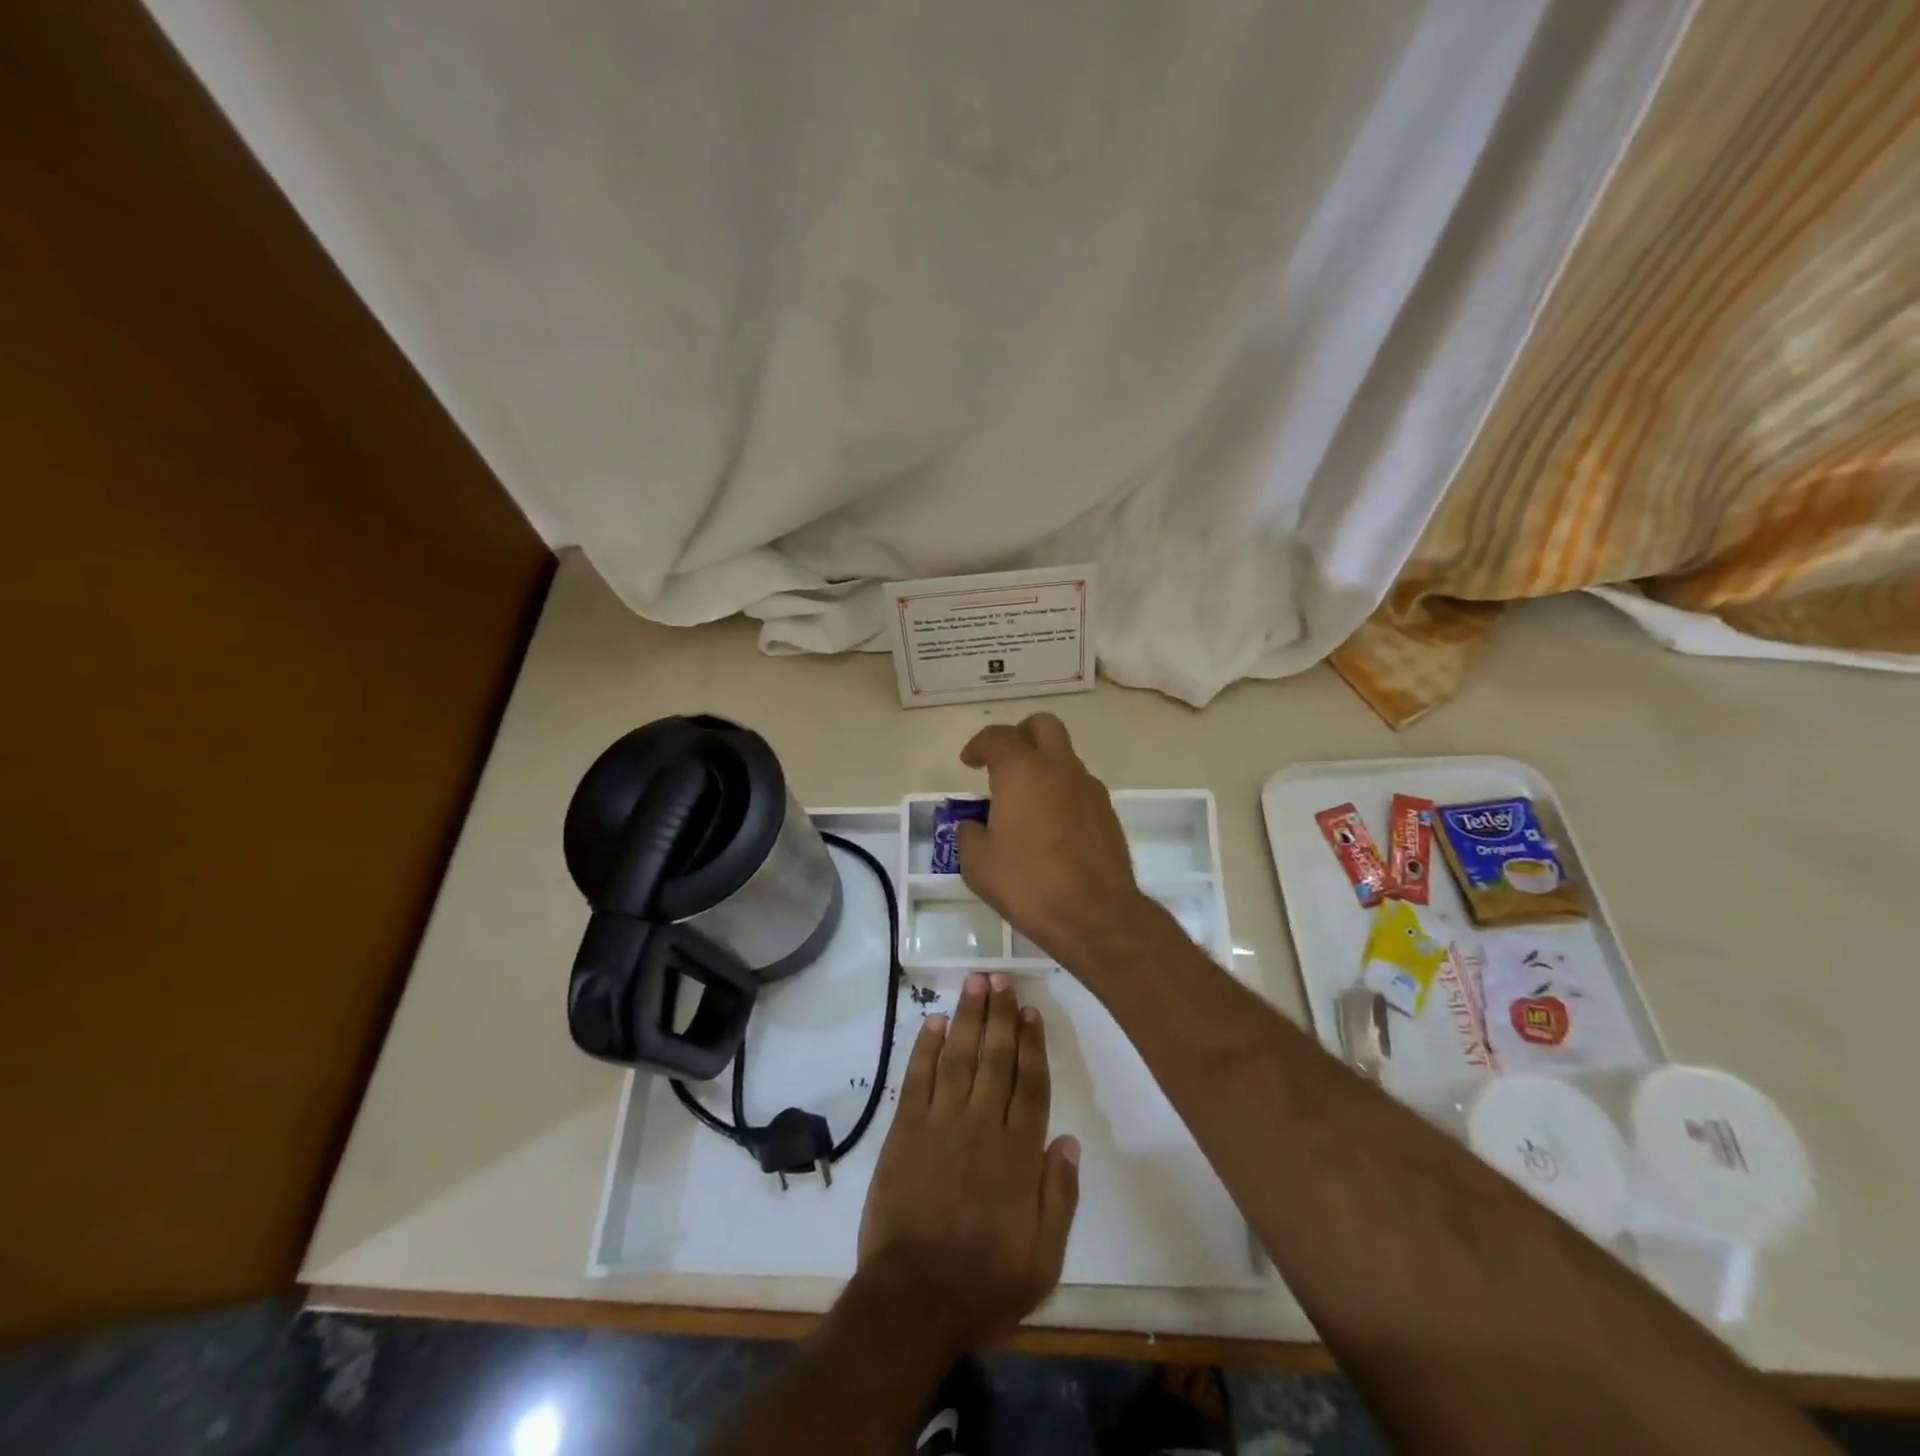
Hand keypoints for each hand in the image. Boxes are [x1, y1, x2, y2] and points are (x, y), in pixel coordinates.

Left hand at [856, 972, 1079, 1352]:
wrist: (913, 1300)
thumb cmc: (984, 1283)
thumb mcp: (1044, 1259)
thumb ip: (1059, 1196)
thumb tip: (1069, 1139)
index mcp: (1018, 1154)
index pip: (1030, 1085)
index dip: (1032, 1044)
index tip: (1032, 1010)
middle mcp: (981, 1127)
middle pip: (995, 1059)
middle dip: (1001, 1015)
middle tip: (1002, 977)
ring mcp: (940, 1124)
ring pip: (958, 1057)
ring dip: (968, 1017)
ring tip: (975, 982)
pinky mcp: (905, 1131)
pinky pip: (917, 1078)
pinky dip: (925, 1047)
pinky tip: (934, 1021)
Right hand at [956, 713, 1158, 967]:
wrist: (1096, 915)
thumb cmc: (1028, 884)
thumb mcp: (978, 864)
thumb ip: (969, 834)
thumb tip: (975, 825)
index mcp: (1023, 771)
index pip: (997, 737)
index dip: (978, 745)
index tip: (969, 762)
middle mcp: (1059, 768)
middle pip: (1042, 726)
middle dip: (1020, 735)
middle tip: (1003, 762)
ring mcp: (1089, 788)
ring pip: (1064, 757)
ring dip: (1043, 767)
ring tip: (1024, 803)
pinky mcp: (1107, 812)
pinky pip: (1079, 787)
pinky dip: (1061, 793)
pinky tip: (1050, 827)